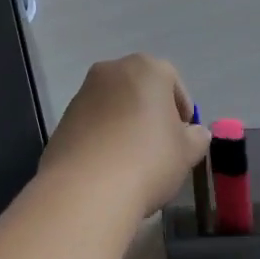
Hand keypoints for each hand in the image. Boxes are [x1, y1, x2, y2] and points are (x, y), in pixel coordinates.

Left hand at [42, 55, 209, 217]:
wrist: (86, 190)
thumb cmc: (149, 160)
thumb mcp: (188, 152)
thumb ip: (196, 137)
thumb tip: (194, 133)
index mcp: (146, 68)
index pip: (173, 82)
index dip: (182, 111)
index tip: (184, 137)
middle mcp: (111, 71)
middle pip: (140, 90)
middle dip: (151, 113)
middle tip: (161, 146)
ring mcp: (82, 94)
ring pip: (114, 106)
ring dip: (125, 125)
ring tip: (133, 160)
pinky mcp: (62, 120)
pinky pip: (93, 125)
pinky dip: (103, 139)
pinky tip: (109, 167)